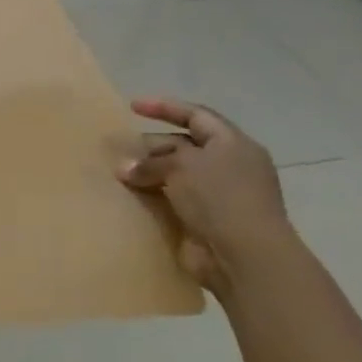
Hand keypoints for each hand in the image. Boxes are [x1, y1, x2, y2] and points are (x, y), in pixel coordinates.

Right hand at [116, 98, 294, 292]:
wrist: (244, 256)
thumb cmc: (220, 197)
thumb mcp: (182, 166)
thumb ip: (151, 162)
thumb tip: (124, 169)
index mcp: (233, 144)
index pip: (197, 116)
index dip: (165, 107)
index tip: (132, 106)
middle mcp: (228, 166)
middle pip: (183, 145)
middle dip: (151, 145)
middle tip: (120, 148)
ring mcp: (218, 195)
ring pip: (176, 175)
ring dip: (148, 173)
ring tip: (118, 174)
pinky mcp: (205, 221)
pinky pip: (172, 201)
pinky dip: (152, 197)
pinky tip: (130, 197)